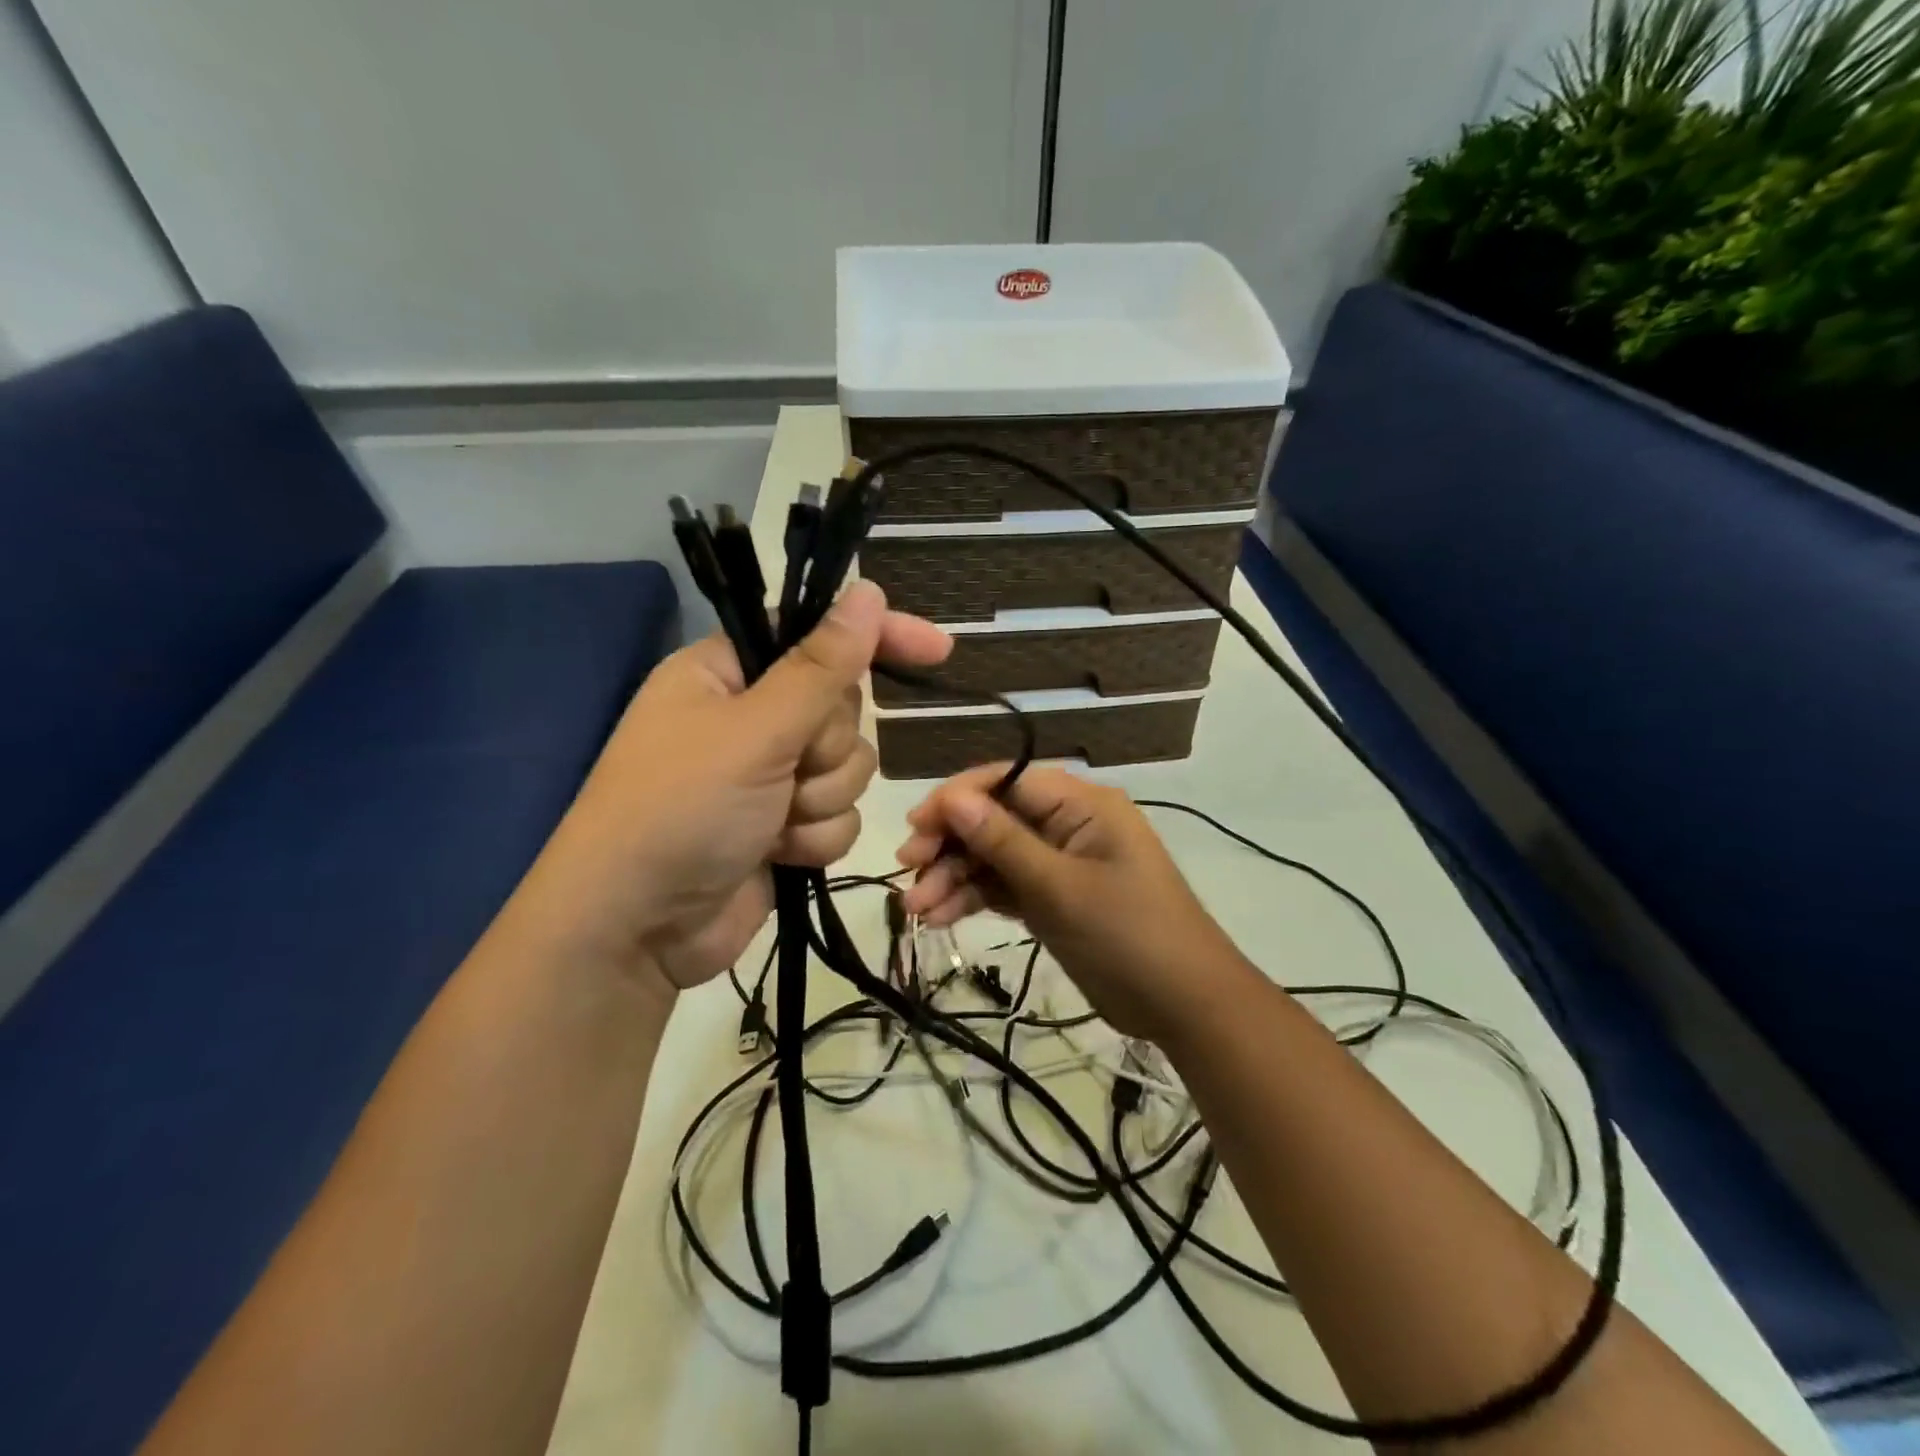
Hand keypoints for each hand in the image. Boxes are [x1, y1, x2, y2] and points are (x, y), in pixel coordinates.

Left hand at [524, 581, 949, 993]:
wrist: (637, 930)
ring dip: (820, 800)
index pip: (818, 635)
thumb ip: (821, 667)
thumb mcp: (754, 732)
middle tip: (786, 771)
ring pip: (849, 767)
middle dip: (826, 749)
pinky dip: (816, 838)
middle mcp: (752, 718)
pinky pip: (839, 815)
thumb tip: (869, 593)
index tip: (938, 649)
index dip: (878, 638)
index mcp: (728, 674)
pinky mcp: (784, 826)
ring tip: (773, 824)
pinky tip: (779, 855)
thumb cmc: (681, 810)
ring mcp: (770, 775)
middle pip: (843, 709)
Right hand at [896, 765, 1247, 1039]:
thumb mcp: (1060, 887)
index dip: (957, 799)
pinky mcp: (1054, 897)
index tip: (917, 826)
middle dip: (951, 844)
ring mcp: (1060, 862)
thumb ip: (1003, 841)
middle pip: (995, 818)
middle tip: (909, 870)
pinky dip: (975, 898)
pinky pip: (1006, 886)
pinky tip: (941, 917)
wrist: (1185, 1005)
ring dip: (955, 877)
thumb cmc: (1128, 935)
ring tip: (916, 910)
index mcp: (1081, 804)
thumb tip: (952, 797)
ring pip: (994, 856)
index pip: (1007, 780)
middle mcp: (1068, 824)